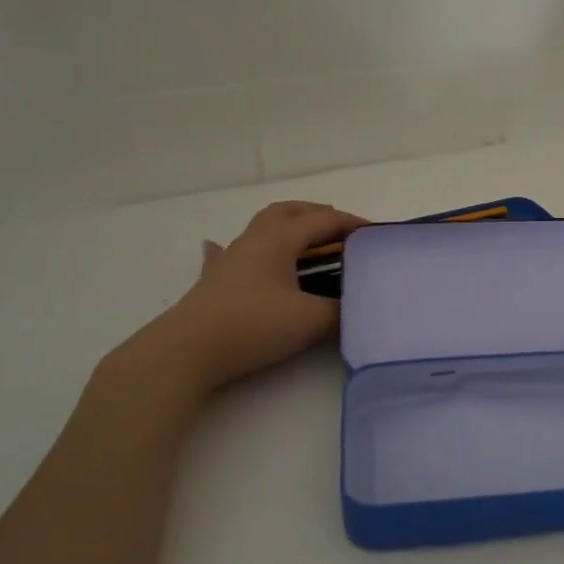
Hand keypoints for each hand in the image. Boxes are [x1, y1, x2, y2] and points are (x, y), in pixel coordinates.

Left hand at [113, 201, 368, 393]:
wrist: (187, 352)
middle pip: (289, 211)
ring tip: (306, 241)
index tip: (377, 236)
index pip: (323, 221)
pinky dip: (244, 249)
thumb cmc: (252, 326)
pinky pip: (230, 252)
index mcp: (279, 239)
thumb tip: (361, 307)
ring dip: (289, 227)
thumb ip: (342, 311)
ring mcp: (231, 258)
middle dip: (318, 215)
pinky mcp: (214, 281)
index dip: (353, 225)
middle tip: (342, 230)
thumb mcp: (310, 321)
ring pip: (263, 227)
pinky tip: (231, 250)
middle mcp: (254, 239)